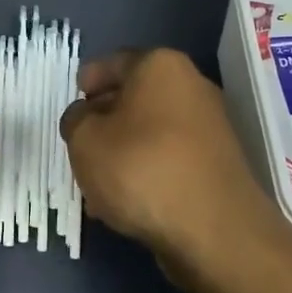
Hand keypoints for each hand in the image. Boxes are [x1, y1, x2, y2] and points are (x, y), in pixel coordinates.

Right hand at [60, 49, 275, 276]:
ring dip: (124, 149)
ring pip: (151, 130)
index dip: (87, 80)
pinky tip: (126, 200)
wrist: (214, 230)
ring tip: (97, 182)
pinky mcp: (218, 164)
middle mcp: (191, 86)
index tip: (73, 101)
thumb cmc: (141, 169)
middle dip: (105, 119)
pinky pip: (170, 158)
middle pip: (135, 96)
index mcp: (160, 66)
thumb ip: (76, 120)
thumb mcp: (85, 140)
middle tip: (80, 143)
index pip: (113, 62)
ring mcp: (210, 127)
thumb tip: (86, 117)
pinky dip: (147, 171)